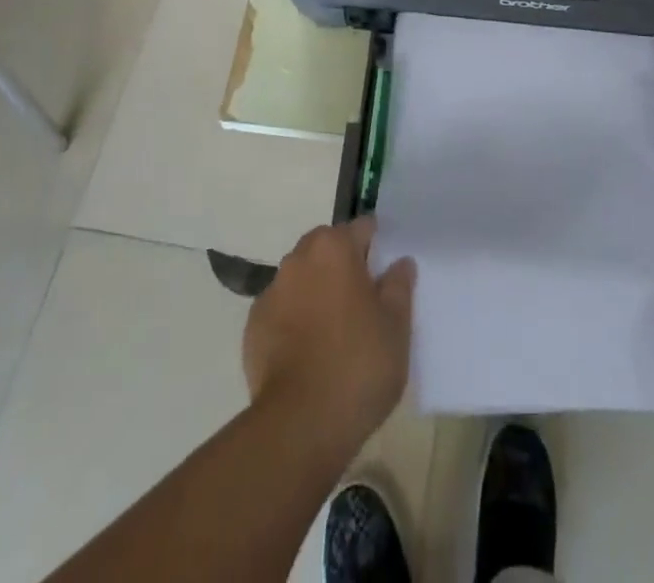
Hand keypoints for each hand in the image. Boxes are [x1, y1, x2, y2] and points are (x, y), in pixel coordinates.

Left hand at [243, 218, 415, 444]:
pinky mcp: (253, 327)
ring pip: (301, 277)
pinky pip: (281, 309)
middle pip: (326, 248)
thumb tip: (400, 262)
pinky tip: (308, 351)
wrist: (300, 424)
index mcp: (334, 248)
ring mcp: (271, 292)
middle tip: (363, 300)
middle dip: (343, 264)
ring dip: (316, 289)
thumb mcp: (396, 326)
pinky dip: (295, 319)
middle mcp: (298, 259)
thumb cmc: (358, 364)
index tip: (386, 270)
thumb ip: (399, 286)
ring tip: (334, 329)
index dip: (376, 245)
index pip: (362, 228)